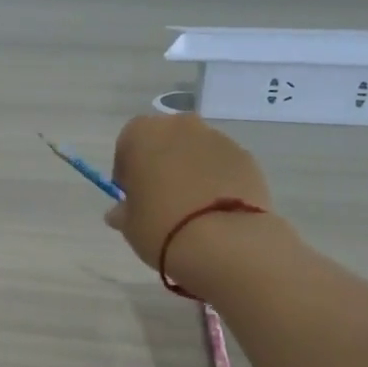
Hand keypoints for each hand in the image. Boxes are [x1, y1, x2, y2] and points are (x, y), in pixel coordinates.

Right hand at [105, 114, 278, 286]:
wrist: (223, 241)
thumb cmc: (161, 226)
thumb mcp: (129, 224)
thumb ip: (123, 211)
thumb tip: (121, 211)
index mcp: (143, 134)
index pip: (127, 144)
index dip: (127, 170)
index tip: (131, 195)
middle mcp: (181, 126)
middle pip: (165, 141)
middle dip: (161, 163)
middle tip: (161, 198)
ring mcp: (218, 138)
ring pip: (196, 151)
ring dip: (191, 170)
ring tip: (192, 208)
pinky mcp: (246, 157)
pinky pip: (222, 165)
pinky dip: (217, 180)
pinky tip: (215, 210)